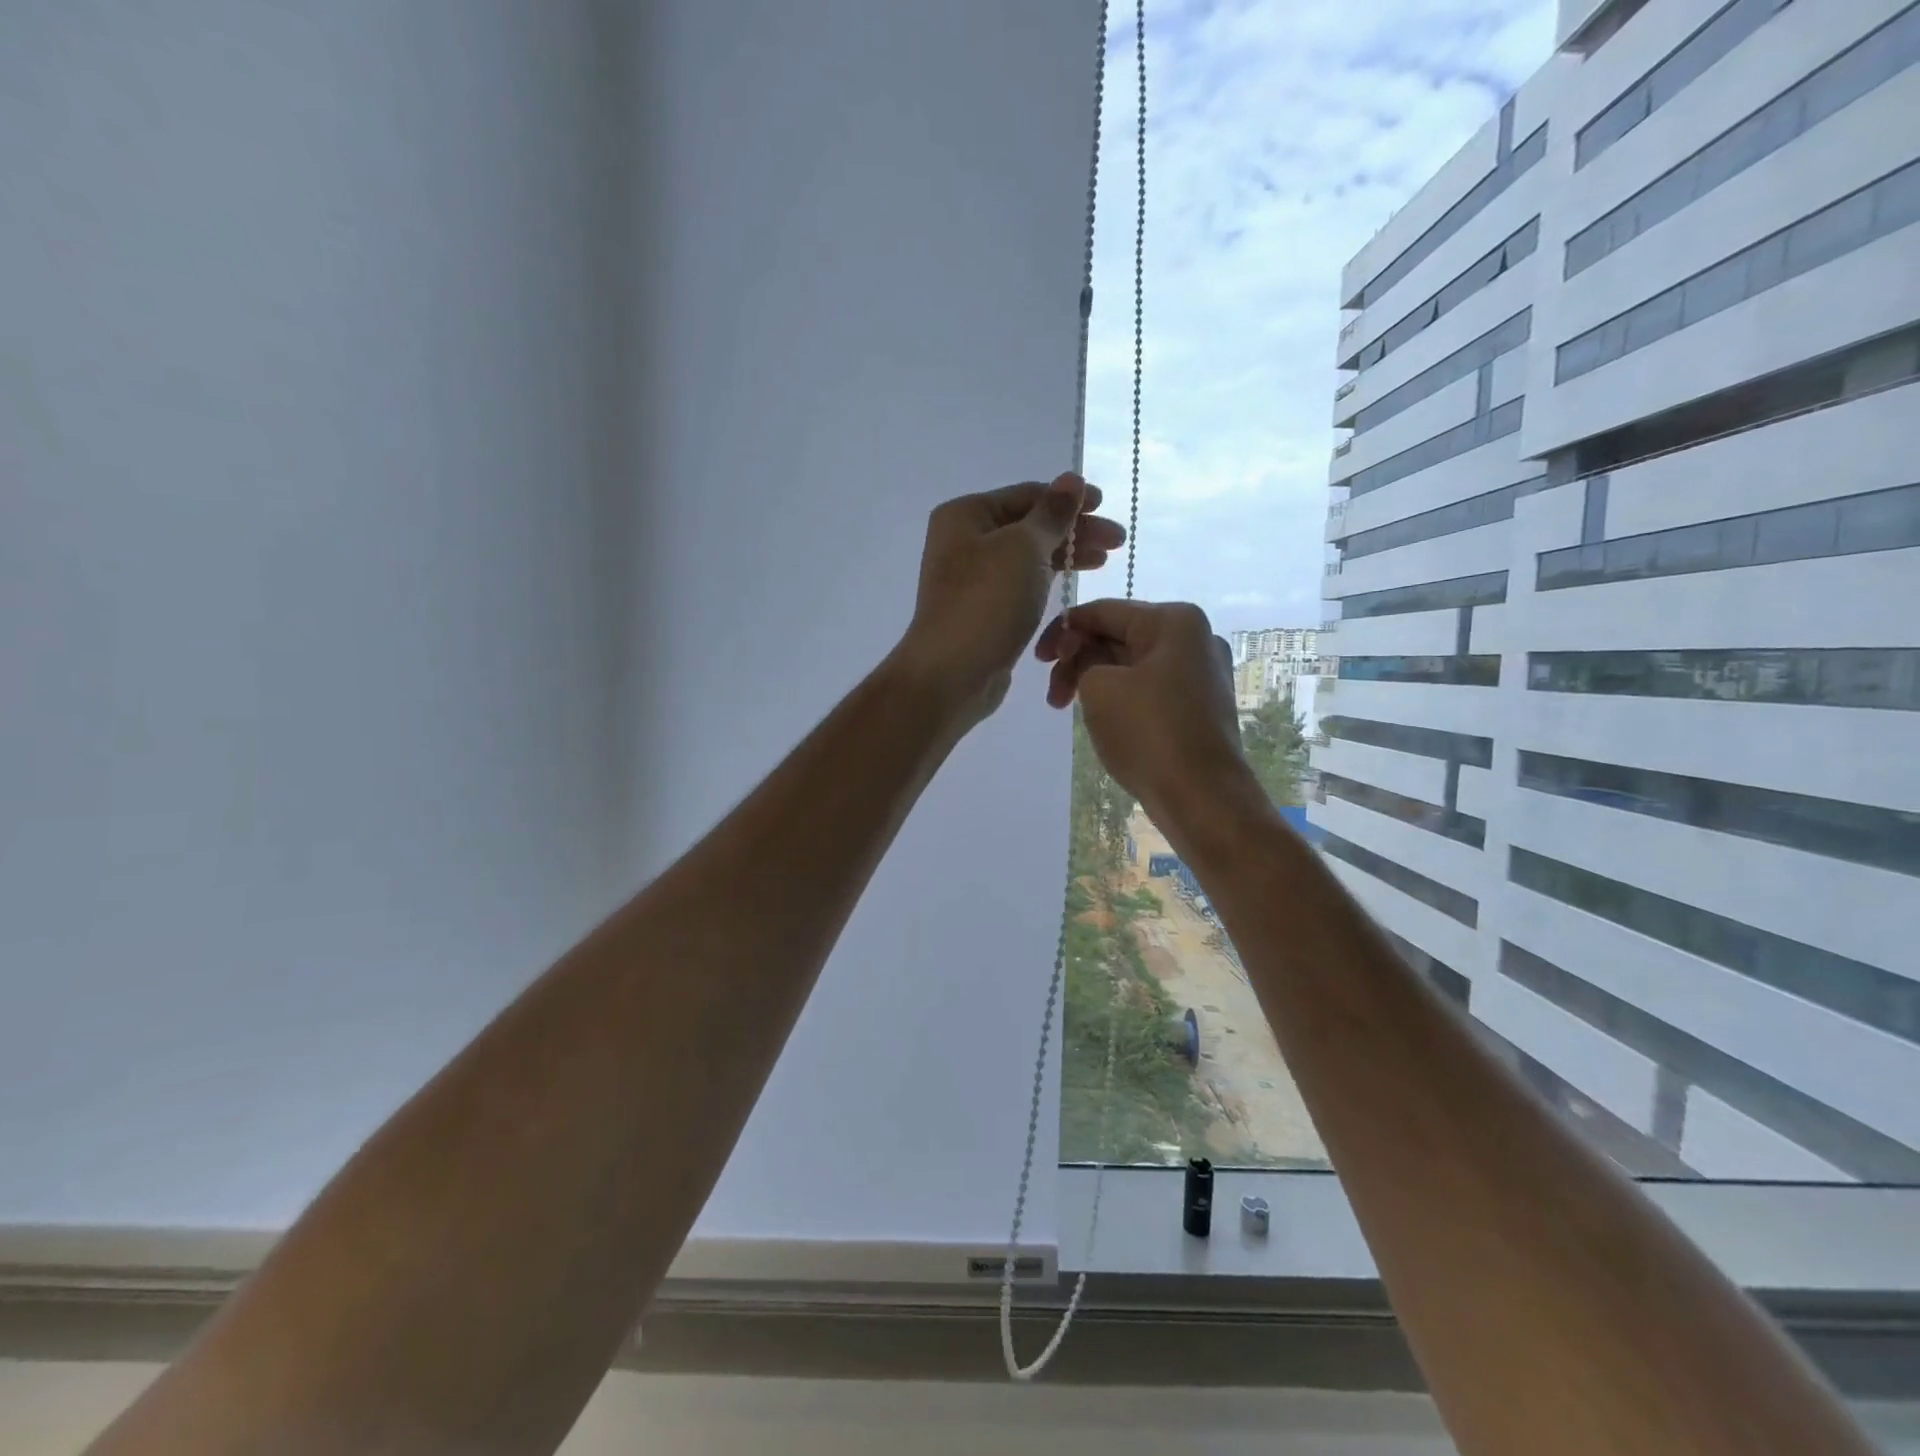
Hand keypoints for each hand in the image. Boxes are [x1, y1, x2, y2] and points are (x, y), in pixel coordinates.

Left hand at [894, 474, 1125, 725]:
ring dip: (1066, 555)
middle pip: (1029, 526)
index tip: (1107, 506)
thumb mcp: (1024, 548)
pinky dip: (1049, 580)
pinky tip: (1073, 583)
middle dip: (1074, 531)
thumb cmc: (987, 602)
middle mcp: (965, 542)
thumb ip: (1052, 513)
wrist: (952, 673)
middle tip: (1117, 541)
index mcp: (966, 515)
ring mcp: (973, 579)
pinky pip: (1023, 585)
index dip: (1069, 500)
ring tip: (1104, 561)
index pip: (1027, 495)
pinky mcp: (985, 610)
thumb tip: (1072, 478)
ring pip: (1028, 557)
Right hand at [1035, 599, 1253, 819]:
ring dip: (1094, 682)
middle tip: (1054, 696)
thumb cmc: (1148, 732)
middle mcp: (1195, 639)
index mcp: (1175, 621)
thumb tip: (1086, 657)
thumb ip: (1082, 658)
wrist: (1201, 797)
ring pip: (1132, 666)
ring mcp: (1202, 674)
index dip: (1062, 631)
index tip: (1037, 661)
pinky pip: (1148, 689)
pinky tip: (1103, 721)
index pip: (1104, 611)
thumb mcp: (1098, 686)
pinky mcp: (1200, 707)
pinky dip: (1119, 698)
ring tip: (1070, 712)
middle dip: (1078, 661)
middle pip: (1119, 637)